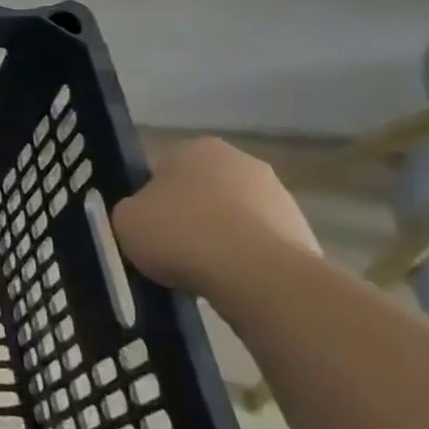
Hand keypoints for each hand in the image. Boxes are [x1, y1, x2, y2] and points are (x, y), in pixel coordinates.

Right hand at [112, 138, 319, 297]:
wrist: (258, 276)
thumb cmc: (180, 234)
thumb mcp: (125, 220)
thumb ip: (133, 210)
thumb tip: (147, 217)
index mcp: (195, 147)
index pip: (161, 169)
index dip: (150, 199)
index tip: (146, 226)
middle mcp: (241, 161)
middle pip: (202, 189)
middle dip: (189, 214)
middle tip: (171, 247)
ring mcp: (279, 195)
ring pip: (233, 216)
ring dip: (220, 237)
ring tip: (202, 272)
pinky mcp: (303, 232)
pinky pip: (259, 244)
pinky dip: (246, 259)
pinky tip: (231, 281)